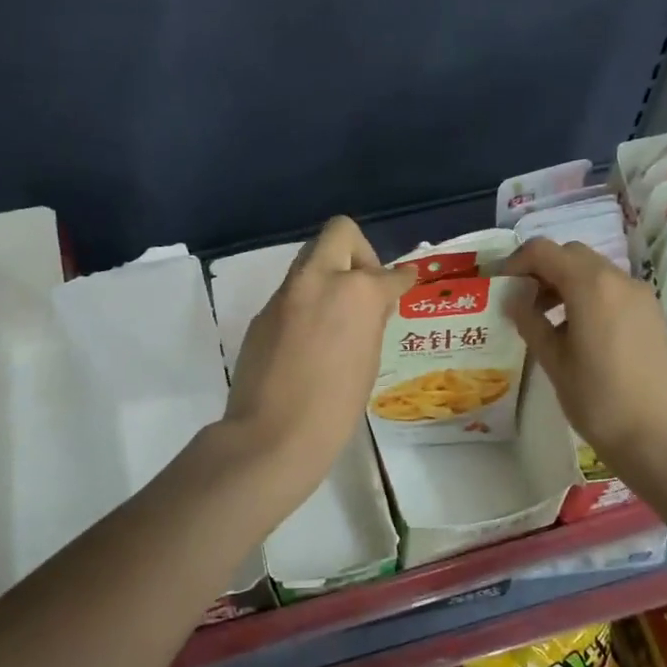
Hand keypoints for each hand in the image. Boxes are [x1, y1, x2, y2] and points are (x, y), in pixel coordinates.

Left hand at [224, 216, 413, 502]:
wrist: (273, 434)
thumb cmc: (336, 407)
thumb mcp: (369, 360)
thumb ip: (371, 321)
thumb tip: (372, 305)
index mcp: (356, 292)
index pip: (388, 273)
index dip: (400, 280)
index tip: (403, 283)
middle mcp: (319, 280)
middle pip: (340, 232)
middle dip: (358, 251)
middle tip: (363, 285)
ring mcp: (286, 294)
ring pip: (311, 261)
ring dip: (328, 277)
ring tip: (336, 318)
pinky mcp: (263, 313)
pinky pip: (292, 294)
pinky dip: (306, 305)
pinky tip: (308, 342)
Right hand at [504, 238, 666, 476]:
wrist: (657, 438)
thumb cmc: (597, 400)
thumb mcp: (553, 360)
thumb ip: (530, 320)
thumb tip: (514, 298)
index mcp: (591, 286)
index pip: (544, 251)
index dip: (517, 263)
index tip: (503, 288)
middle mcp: (619, 280)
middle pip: (572, 255)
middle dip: (543, 270)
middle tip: (523, 302)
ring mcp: (641, 296)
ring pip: (595, 271)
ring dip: (566, 283)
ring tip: (548, 320)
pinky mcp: (653, 315)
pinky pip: (614, 290)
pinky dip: (590, 296)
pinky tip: (579, 332)